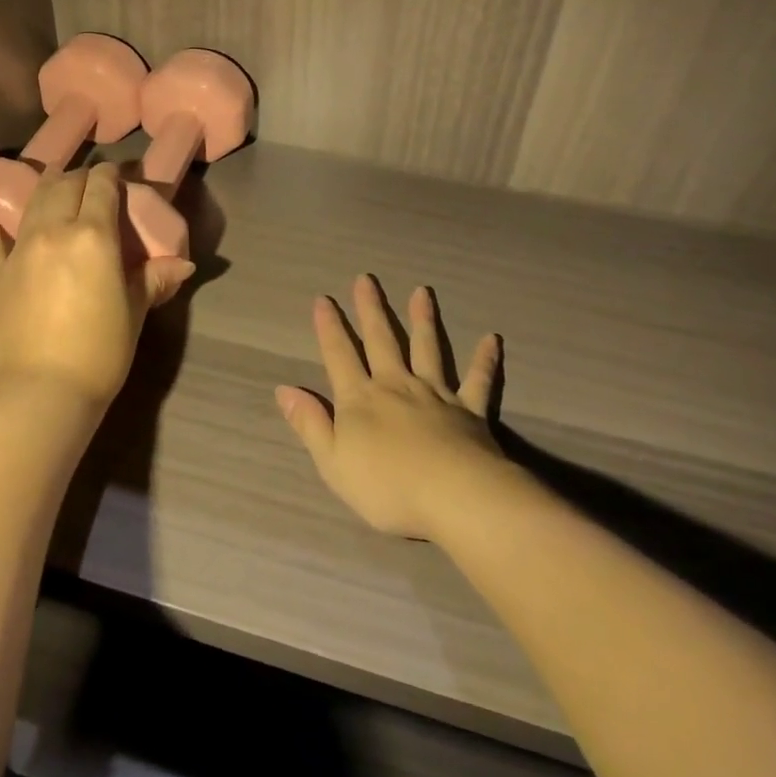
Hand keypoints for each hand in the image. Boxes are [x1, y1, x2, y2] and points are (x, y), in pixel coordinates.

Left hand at [0, 163, 195, 409]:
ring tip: (53, 182)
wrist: (45, 390)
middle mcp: (54, 231)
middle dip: (79, 178)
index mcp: (94, 236)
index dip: (110, 176)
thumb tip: (185, 265)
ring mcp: (19, 250)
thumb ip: (154, 279)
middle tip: (89, 183)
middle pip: (65, 187)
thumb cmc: (101, 351)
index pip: (101, 188)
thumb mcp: (134, 312)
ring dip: (46, 188)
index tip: (116, 175)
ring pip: (33, 203)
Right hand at [276, 275, 502, 538]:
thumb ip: (310, 424)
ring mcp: (436, 394)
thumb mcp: (332, 461)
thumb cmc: (386, 486)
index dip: (329, 328)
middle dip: (371, 309)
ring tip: (421, 291)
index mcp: (361, 400)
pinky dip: (484, 360)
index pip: (339, 356)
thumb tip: (284, 390)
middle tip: (366, 279)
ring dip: (423, 319)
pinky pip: (478, 380)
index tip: (323, 299)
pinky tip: (491, 339)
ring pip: (428, 349)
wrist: (454, 496)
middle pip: (382, 341)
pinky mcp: (470, 410)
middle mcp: (396, 386)